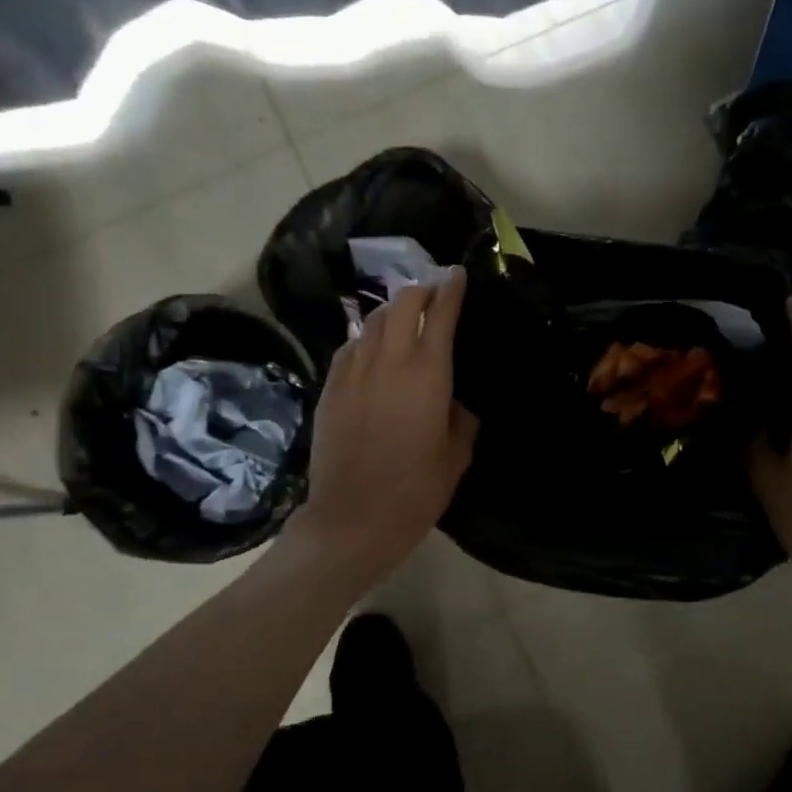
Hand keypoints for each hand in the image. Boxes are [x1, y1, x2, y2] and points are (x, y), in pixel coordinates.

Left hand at [282, 268, 478, 593]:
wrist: (354, 517)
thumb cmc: (416, 489)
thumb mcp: (457, 454)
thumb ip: (461, 417)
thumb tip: (455, 399)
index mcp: (428, 373)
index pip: (440, 313)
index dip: (451, 289)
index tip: (457, 274)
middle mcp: (388, 360)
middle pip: (401, 304)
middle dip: (419, 291)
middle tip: (432, 293)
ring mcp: (353, 372)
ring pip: (372, 321)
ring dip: (391, 311)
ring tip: (403, 315)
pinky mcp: (330, 388)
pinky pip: (349, 347)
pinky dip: (365, 338)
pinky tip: (371, 347)